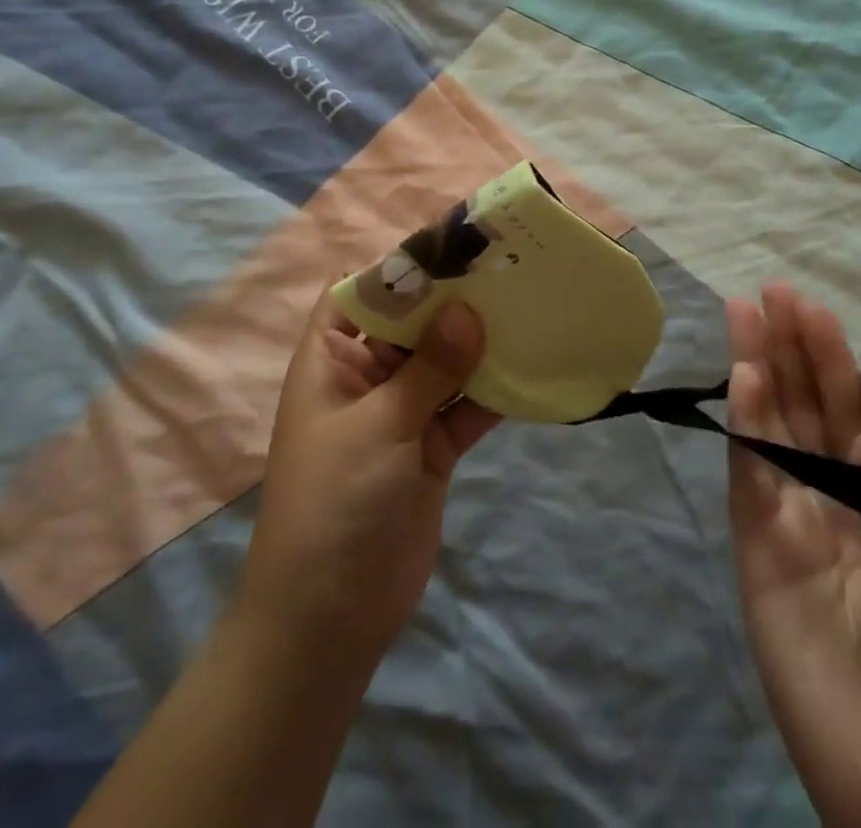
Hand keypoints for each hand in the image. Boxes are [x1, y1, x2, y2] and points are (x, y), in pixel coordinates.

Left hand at [237, 287, 501, 666]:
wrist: (330, 618)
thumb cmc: (335, 502)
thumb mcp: (378, 424)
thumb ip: (428, 367)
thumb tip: (468, 309)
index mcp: (332, 360)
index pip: (360, 293)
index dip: (399, 266)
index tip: (453, 242)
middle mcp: (366, 377)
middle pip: (411, 324)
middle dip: (453, 300)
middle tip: (506, 267)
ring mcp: (401, 413)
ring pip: (444, 363)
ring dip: (479, 342)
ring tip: (527, 305)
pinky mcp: (432, 448)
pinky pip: (465, 407)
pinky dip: (492, 392)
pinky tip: (530, 366)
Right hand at [728, 284, 860, 827]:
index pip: (849, 411)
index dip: (830, 359)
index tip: (812, 308)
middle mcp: (829, 495)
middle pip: (801, 406)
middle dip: (785, 347)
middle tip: (769, 291)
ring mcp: (788, 519)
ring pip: (767, 428)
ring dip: (756, 371)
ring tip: (744, 314)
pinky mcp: (755, 549)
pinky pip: (748, 478)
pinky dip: (743, 428)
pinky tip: (743, 383)